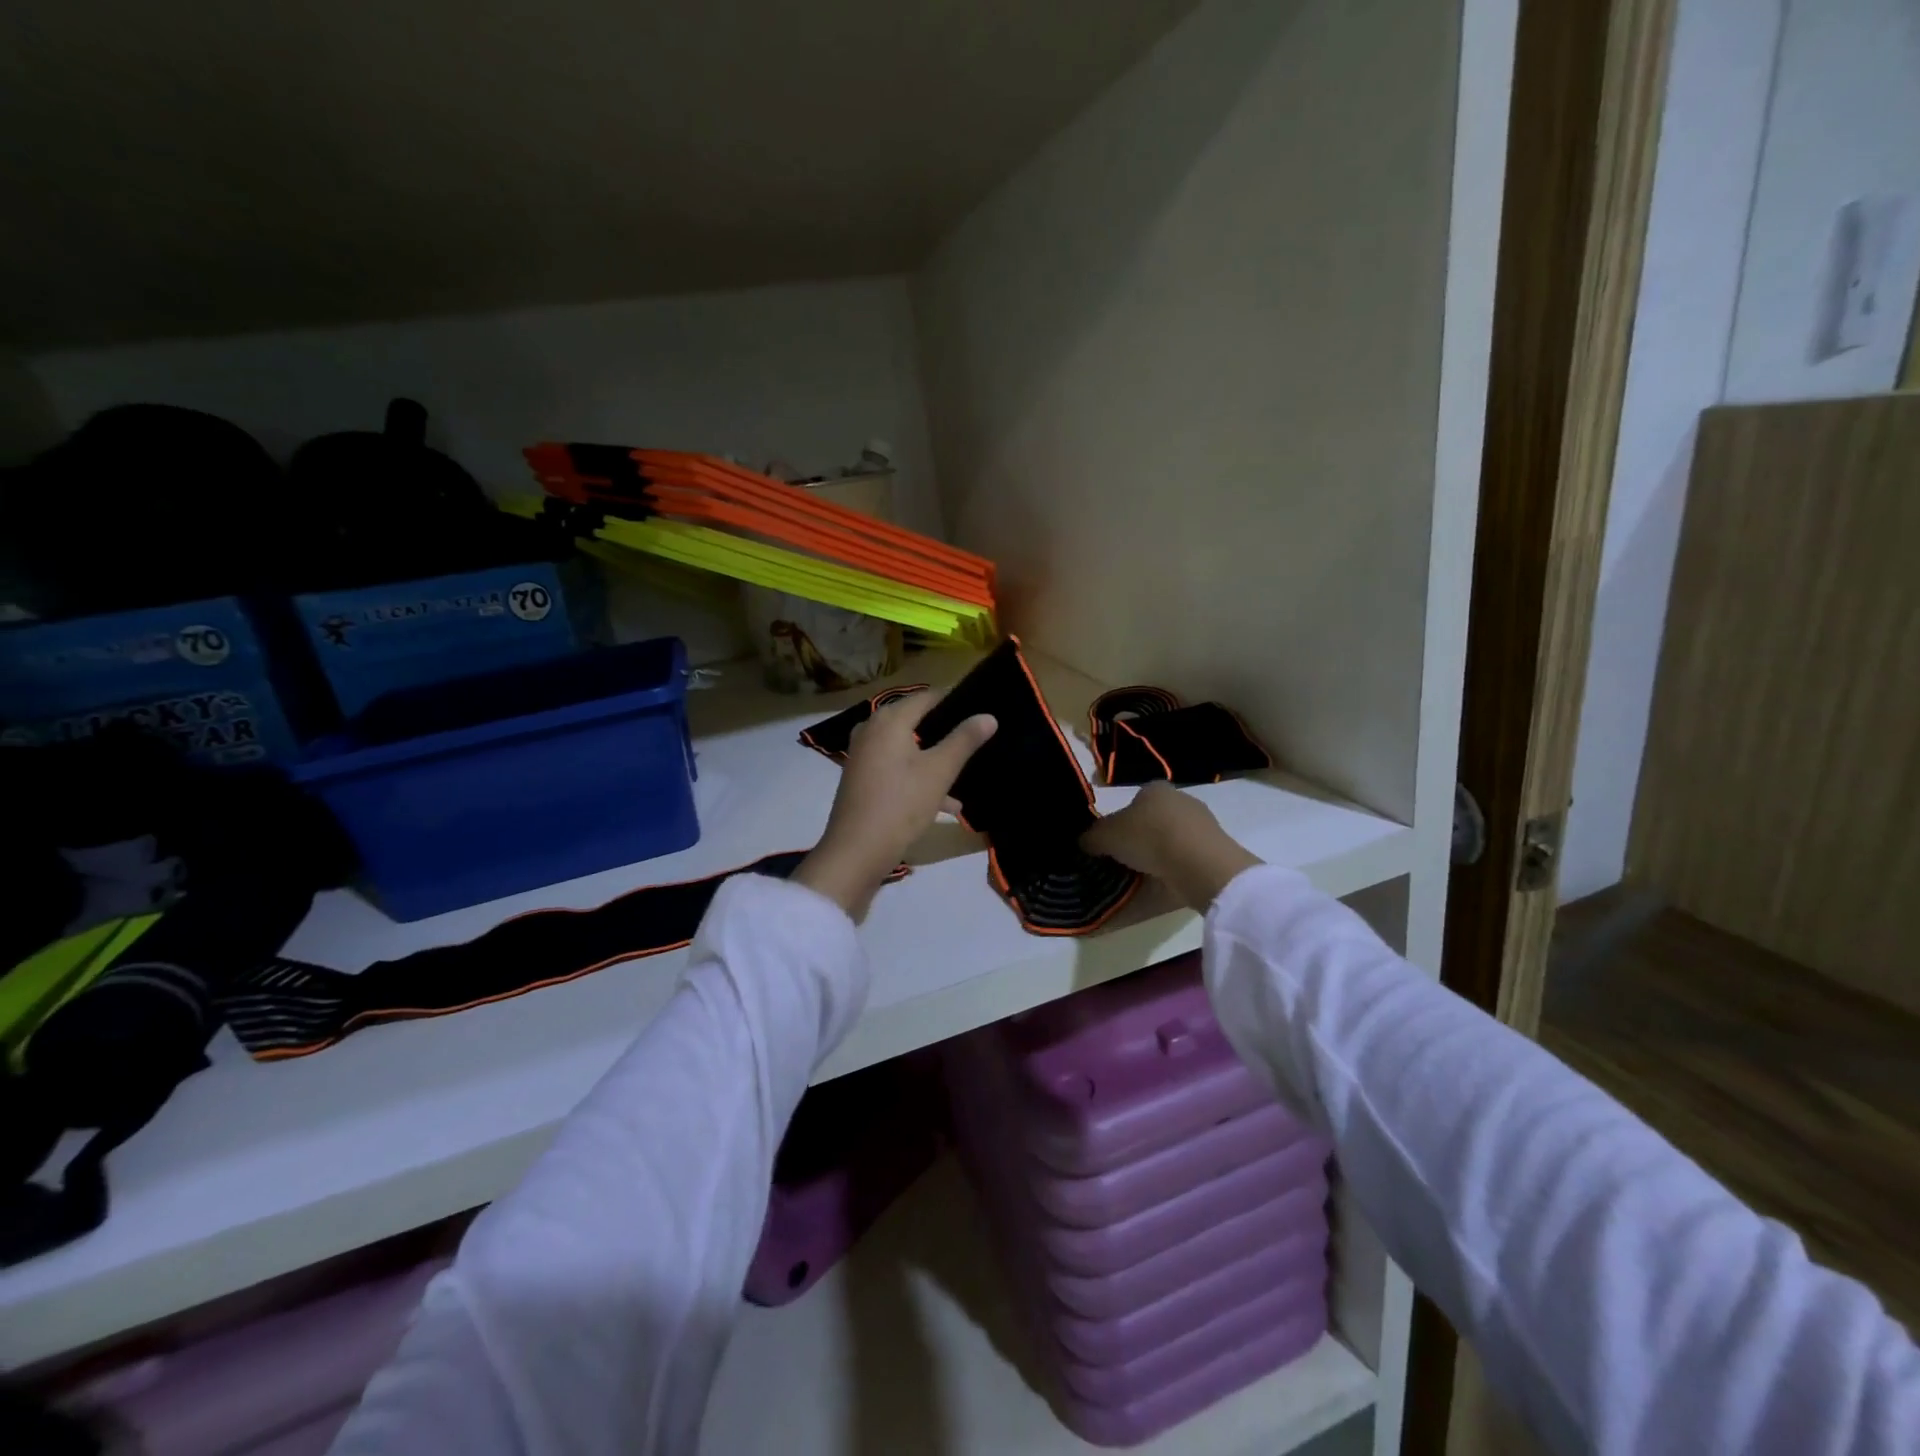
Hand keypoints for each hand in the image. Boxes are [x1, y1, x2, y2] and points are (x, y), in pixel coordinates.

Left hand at [794, 690, 996, 919]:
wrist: (855, 852)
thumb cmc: (900, 805)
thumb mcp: (939, 772)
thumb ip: (964, 740)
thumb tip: (988, 715)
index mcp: (889, 720)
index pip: (927, 696)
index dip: (955, 700)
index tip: (981, 710)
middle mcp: (871, 729)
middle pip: (916, 721)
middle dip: (946, 732)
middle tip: (977, 741)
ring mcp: (863, 754)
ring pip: (908, 748)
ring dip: (936, 760)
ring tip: (967, 776)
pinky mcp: (861, 778)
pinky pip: (896, 767)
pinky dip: (919, 776)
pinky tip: (947, 804)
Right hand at [1081, 782, 1261, 911]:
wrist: (1199, 864)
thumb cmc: (1149, 838)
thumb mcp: (1106, 836)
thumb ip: (1092, 837)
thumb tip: (1085, 841)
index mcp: (1154, 788)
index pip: (1133, 801)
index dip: (1120, 821)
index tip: (1113, 843)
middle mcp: (1180, 799)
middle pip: (1153, 819)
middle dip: (1141, 837)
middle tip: (1126, 860)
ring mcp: (1203, 823)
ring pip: (1172, 838)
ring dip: (1160, 854)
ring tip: (1145, 876)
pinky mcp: (1216, 848)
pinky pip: (1188, 857)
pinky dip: (1177, 867)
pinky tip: (1167, 881)